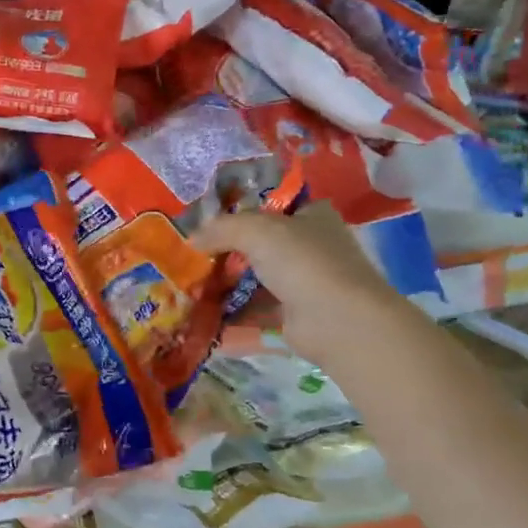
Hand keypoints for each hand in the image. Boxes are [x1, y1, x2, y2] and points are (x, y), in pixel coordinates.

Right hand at [191, 205, 394, 333]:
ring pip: (257, 279)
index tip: (208, 222)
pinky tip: (203, 313)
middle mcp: (312, 246)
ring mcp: (305, 283)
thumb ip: (221, 228)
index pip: (272, 206)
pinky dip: (232, 313)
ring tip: (190, 287)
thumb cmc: (302, 262)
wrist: (337, 321)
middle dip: (227, 252)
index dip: (240, 212)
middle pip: (260, 245)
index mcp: (312, 216)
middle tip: (193, 256)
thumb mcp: (256, 230)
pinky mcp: (296, 316)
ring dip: (226, 284)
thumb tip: (192, 238)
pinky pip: (256, 310)